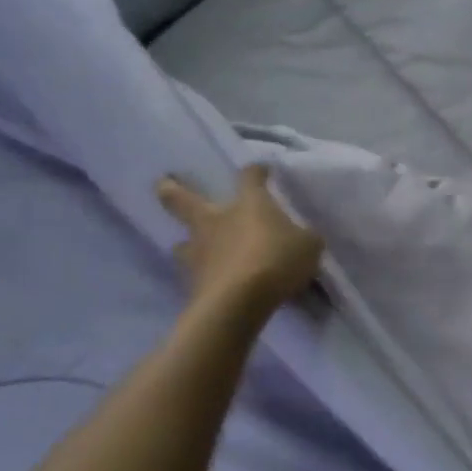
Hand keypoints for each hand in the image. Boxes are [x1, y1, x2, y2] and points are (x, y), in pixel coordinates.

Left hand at [157, 167, 323, 311]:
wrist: (239, 301)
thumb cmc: (277, 260)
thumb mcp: (308, 246)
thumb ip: (304, 238)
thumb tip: (302, 237)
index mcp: (248, 204)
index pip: (250, 177)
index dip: (256, 172)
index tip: (261, 170)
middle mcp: (216, 221)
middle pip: (183, 199)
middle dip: (171, 190)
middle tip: (163, 184)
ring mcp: (199, 252)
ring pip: (182, 243)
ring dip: (187, 244)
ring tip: (191, 249)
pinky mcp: (192, 283)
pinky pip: (196, 275)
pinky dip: (204, 277)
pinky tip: (213, 283)